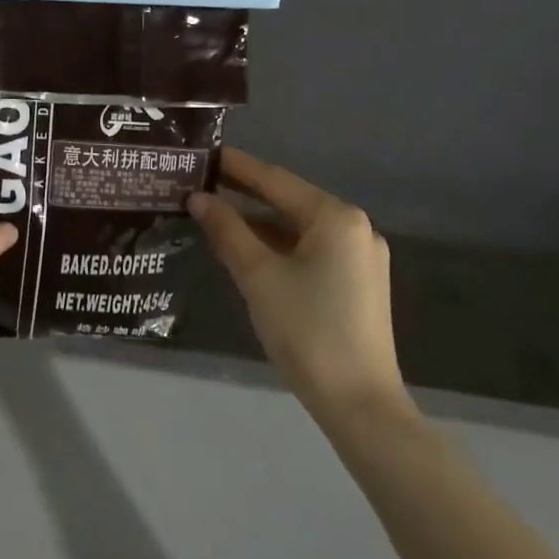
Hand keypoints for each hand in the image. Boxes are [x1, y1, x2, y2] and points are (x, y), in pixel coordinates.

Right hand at [187, 147, 412, 425]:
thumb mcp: (258, 276)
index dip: (237, 167)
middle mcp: (355, 228)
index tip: (204, 155)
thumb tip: (199, 199)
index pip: (276, 180)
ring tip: (214, 219)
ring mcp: (360, 258)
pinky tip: (248, 253)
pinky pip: (311, 252)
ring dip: (259, 225)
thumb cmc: (306, 330)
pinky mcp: (358, 284)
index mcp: (336, 218)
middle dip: (245, 196)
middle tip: (201, 185)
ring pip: (299, 230)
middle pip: (289, 203)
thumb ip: (227, 231)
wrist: (359, 403)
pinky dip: (278, 248)